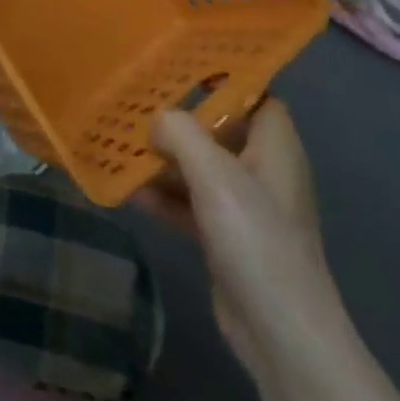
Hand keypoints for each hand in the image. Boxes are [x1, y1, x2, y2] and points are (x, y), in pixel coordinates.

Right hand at [132, 101, 348, 388]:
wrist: (280, 332)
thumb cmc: (256, 241)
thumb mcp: (216, 177)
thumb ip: (183, 135)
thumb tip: (157, 118)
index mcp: (275, 149)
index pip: (256, 97)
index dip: (223, 81)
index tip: (177, 68)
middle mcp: (263, 172)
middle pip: (219, 132)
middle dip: (178, 121)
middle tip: (133, 105)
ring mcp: (245, 208)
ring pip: (200, 169)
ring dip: (164, 160)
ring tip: (118, 144)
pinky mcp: (226, 238)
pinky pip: (190, 204)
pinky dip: (164, 196)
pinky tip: (128, 192)